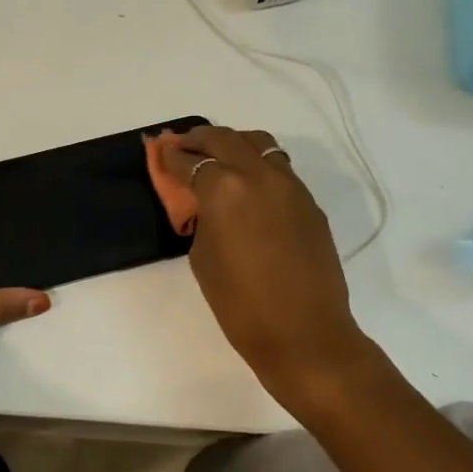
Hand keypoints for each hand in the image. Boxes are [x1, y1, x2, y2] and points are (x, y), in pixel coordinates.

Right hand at [156, 125, 378, 414]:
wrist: (303, 332)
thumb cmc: (240, 304)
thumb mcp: (202, 258)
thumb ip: (202, 220)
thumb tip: (207, 205)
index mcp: (224, 189)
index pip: (191, 161)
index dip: (172, 157)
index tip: (162, 153)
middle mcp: (259, 175)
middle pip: (225, 140)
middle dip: (200, 139)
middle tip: (184, 145)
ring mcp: (290, 186)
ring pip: (260, 145)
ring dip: (234, 144)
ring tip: (218, 156)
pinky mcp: (310, 203)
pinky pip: (280, 169)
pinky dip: (258, 165)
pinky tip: (248, 185)